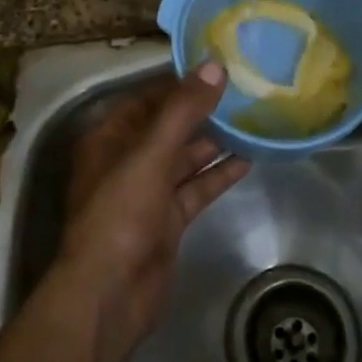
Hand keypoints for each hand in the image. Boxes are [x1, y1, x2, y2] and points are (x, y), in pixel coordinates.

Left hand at [55, 63, 248, 355]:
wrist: (109, 295)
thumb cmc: (120, 213)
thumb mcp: (150, 154)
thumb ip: (183, 110)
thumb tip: (215, 66)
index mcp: (110, 138)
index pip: (148, 98)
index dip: (180, 83)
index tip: (216, 66)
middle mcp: (126, 160)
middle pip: (168, 127)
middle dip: (201, 111)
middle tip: (243, 90)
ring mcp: (147, 192)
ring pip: (184, 158)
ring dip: (214, 141)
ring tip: (252, 119)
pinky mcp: (167, 221)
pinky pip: (195, 188)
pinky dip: (218, 174)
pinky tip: (248, 159)